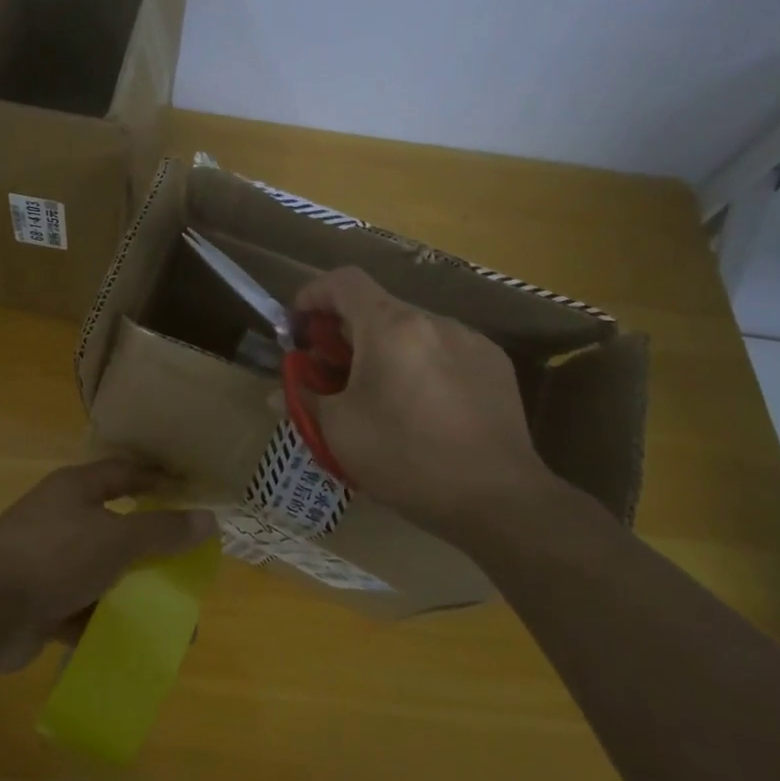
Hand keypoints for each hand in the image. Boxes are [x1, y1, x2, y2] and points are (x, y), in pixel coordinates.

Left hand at [0, 458, 217, 672]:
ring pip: (102, 575)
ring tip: (174, 620)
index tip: (191, 494)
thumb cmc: (53, 554)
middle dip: (151, 549)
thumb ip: (162, 531)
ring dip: (133, 595)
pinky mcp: (40, 605)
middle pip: (116, 528)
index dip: (157, 480)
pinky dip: (107, 626)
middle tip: (187, 567)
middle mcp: (62, 520)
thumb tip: (209, 520)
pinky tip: (137, 645)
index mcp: (76, 490)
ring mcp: (49, 563)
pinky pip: (83, 612)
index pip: (124, 474)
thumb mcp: (116, 539)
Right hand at [293, 266, 558, 534]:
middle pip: (377, 308)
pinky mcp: (495, 366)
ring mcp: (469, 340)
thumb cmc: (406, 458)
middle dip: (345, 333)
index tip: (299, 326)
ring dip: (384, 351)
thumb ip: (305, 400)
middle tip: (332, 374)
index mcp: (389, 327)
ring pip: (411, 331)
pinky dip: (420, 365)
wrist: (499, 499)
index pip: (343, 281)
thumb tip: (280, 394)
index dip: (312, 294)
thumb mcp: (339, 431)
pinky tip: (424, 409)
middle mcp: (432, 321)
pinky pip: (444, 351)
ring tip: (380, 396)